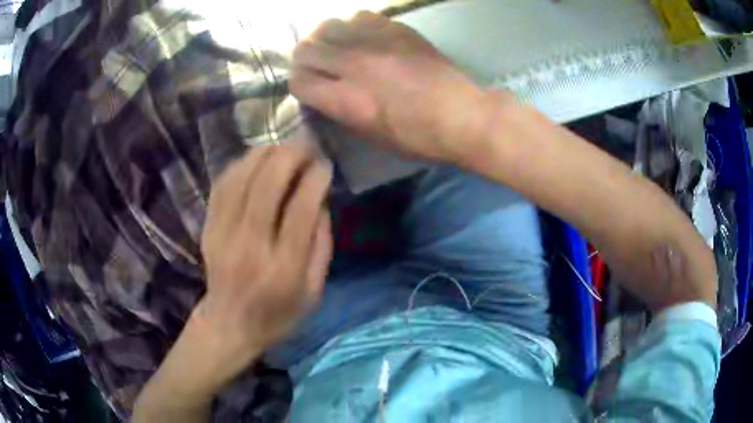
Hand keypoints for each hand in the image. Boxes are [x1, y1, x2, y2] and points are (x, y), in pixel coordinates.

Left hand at [194, 144, 332, 392]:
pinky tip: (255, 159)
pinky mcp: (208, 228)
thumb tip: (320, 199)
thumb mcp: (314, 290)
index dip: (315, 179)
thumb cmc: (278, 314)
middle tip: (305, 145)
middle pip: (267, 185)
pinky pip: (222, 185)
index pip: (300, 210)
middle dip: (290, 155)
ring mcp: (223, 235)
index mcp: (283, 268)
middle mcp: (250, 246)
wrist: (229, 325)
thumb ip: (321, 244)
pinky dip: (240, 165)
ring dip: (264, 154)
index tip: (325, 164)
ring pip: (241, 178)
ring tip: (282, 148)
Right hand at [290, 11, 502, 163]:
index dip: (298, 84)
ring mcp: (375, 42)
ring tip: (339, 48)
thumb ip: (340, 111)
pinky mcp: (396, 29)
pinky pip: (359, 16)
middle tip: (319, 65)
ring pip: (327, 26)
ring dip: (326, 38)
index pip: (298, 80)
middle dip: (305, 59)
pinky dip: (353, 26)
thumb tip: (322, 93)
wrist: (461, 114)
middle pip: (305, 49)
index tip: (308, 86)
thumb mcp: (370, 136)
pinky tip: (364, 37)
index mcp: (346, 100)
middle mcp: (353, 65)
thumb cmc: (417, 137)